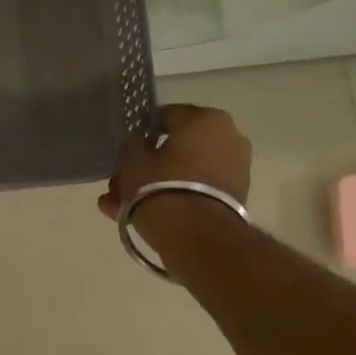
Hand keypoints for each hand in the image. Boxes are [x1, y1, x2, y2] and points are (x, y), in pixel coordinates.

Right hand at [98, 105, 251, 247]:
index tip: (124, 150)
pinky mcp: (234, 199)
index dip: (140, 133)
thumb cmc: (161, 188)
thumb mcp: (132, 161)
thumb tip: (140, 145)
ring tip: (122, 205)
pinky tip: (142, 216)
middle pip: (175, 148)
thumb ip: (133, 146)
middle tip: (120, 182)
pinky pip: (195, 191)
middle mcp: (228, 137)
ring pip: (183, 173)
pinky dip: (173, 199)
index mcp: (206, 118)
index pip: (164, 116)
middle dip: (147, 165)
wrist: (198, 238)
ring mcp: (235, 169)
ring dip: (155, 185)